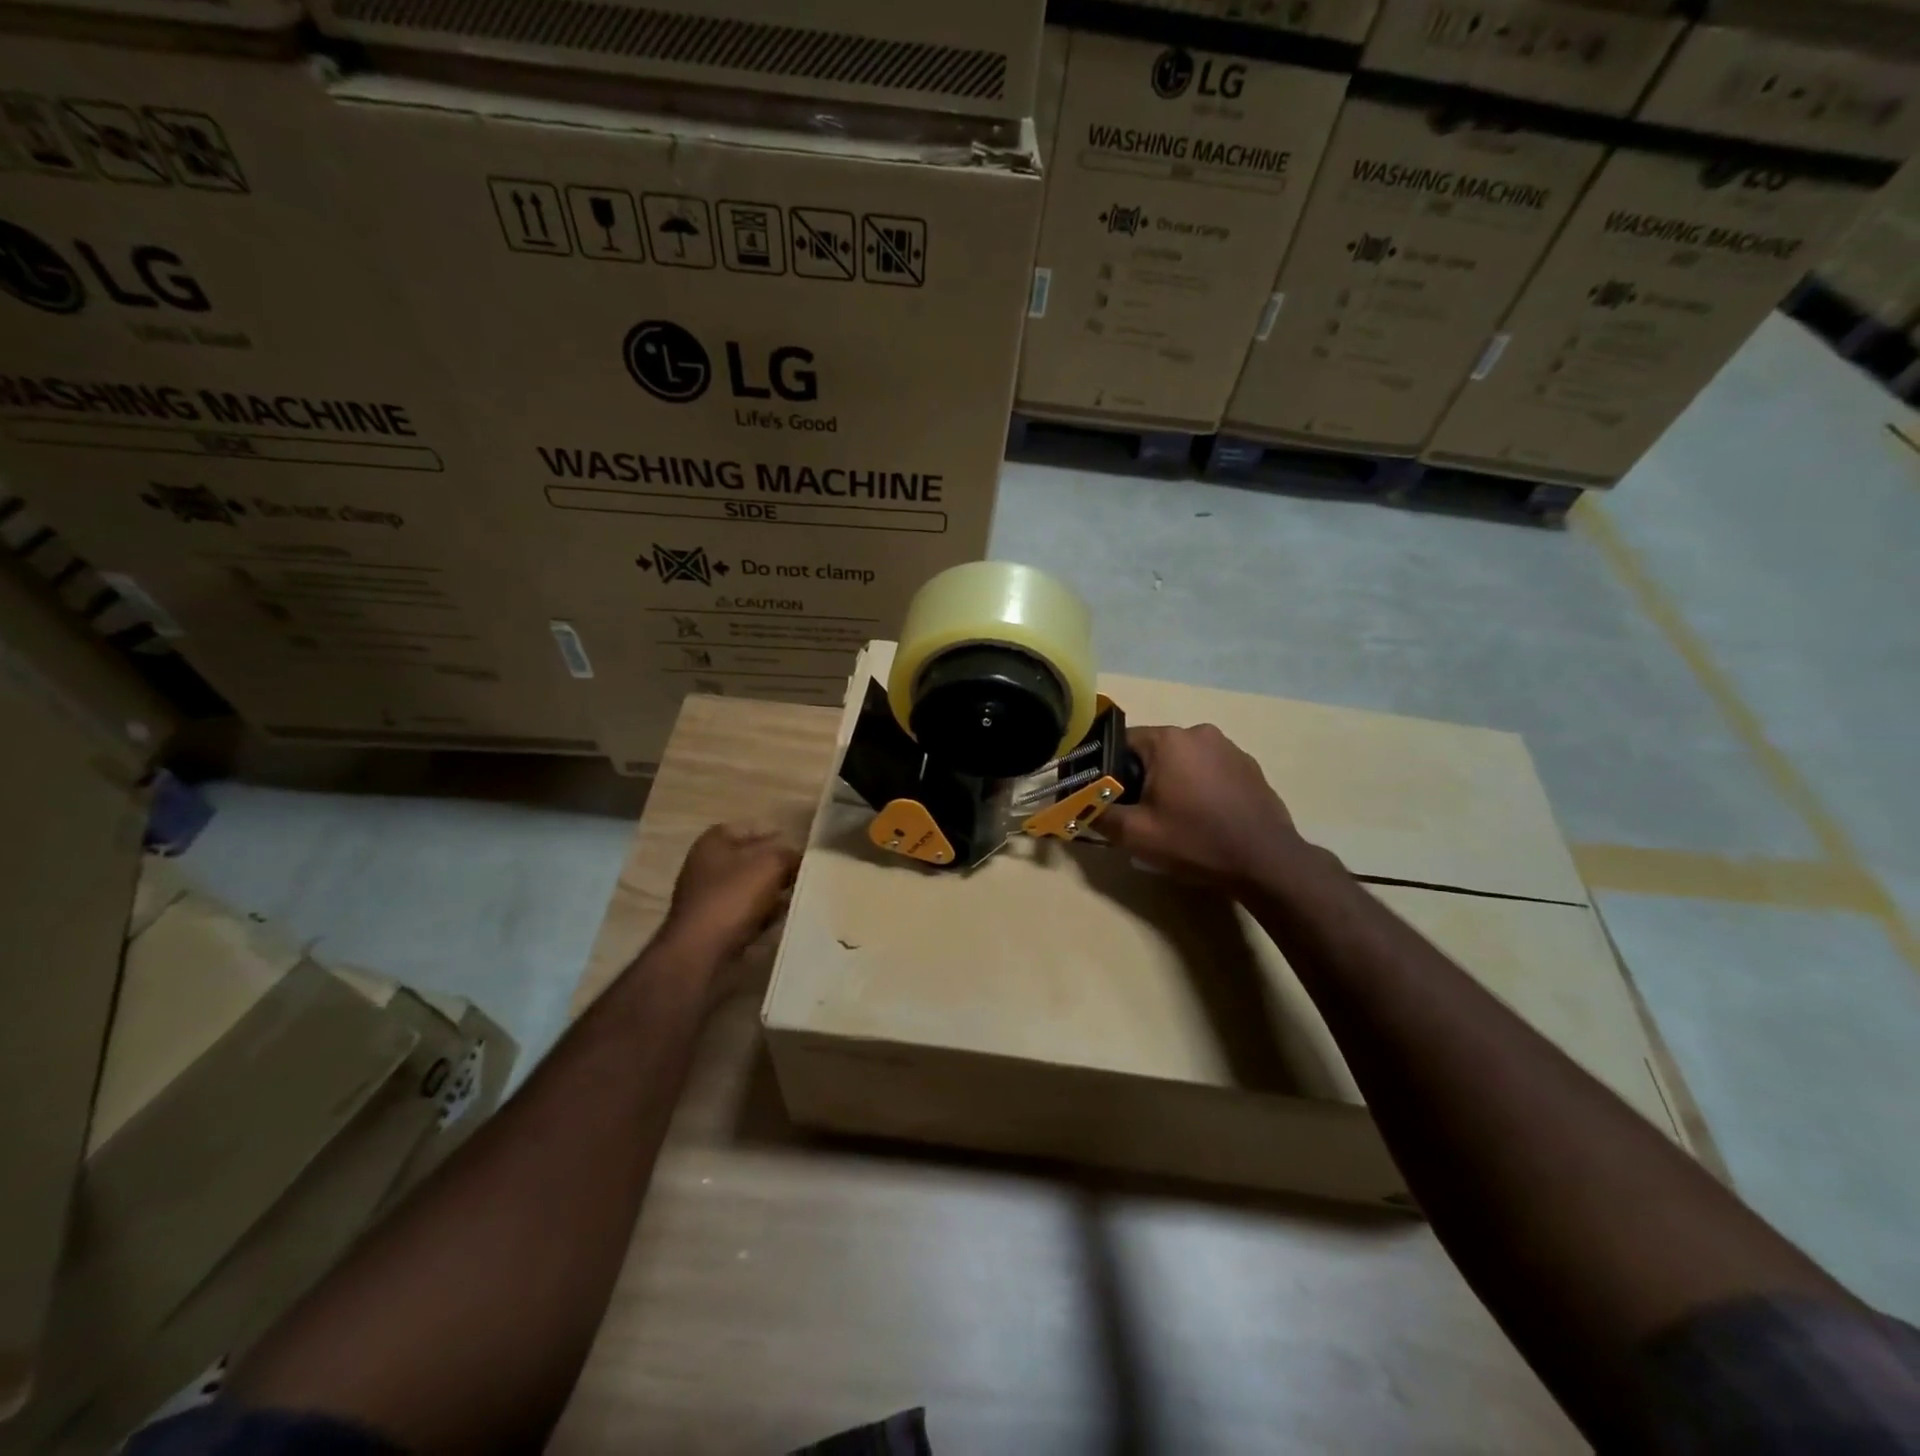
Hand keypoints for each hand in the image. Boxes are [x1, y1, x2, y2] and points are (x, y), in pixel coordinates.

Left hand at [661, 823, 800, 962]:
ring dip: (773, 893)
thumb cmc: (733, 897)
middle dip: (777, 867)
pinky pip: (746, 913)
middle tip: (804, 874)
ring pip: (750, 888)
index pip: (750, 828)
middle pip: (751, 860)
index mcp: (714, 842)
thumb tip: (799, 858)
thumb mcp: (770, 865)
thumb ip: (789, 855)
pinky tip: (782, 919)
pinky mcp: (714, 926)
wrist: (700, 951)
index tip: (800, 848)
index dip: (776, 836)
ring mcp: (708, 897)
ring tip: (799, 897)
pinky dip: (763, 915)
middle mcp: (706, 866)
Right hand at [1101, 724, 1304, 889]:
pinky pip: (1210, 771)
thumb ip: (1098, 815)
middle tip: (1141, 815)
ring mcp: (1229, 748)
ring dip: (1173, 783)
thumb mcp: (1135, 834)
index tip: (1110, 799)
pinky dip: (1200, 788)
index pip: (1120, 743)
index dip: (1109, 771)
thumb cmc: (1195, 841)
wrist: (1266, 862)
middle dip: (1142, 778)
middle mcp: (1198, 732)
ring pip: (1183, 761)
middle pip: (1153, 751)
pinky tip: (1205, 819)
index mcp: (1168, 740)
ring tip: (1175, 820)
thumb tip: (1077, 806)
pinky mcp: (1250, 767)